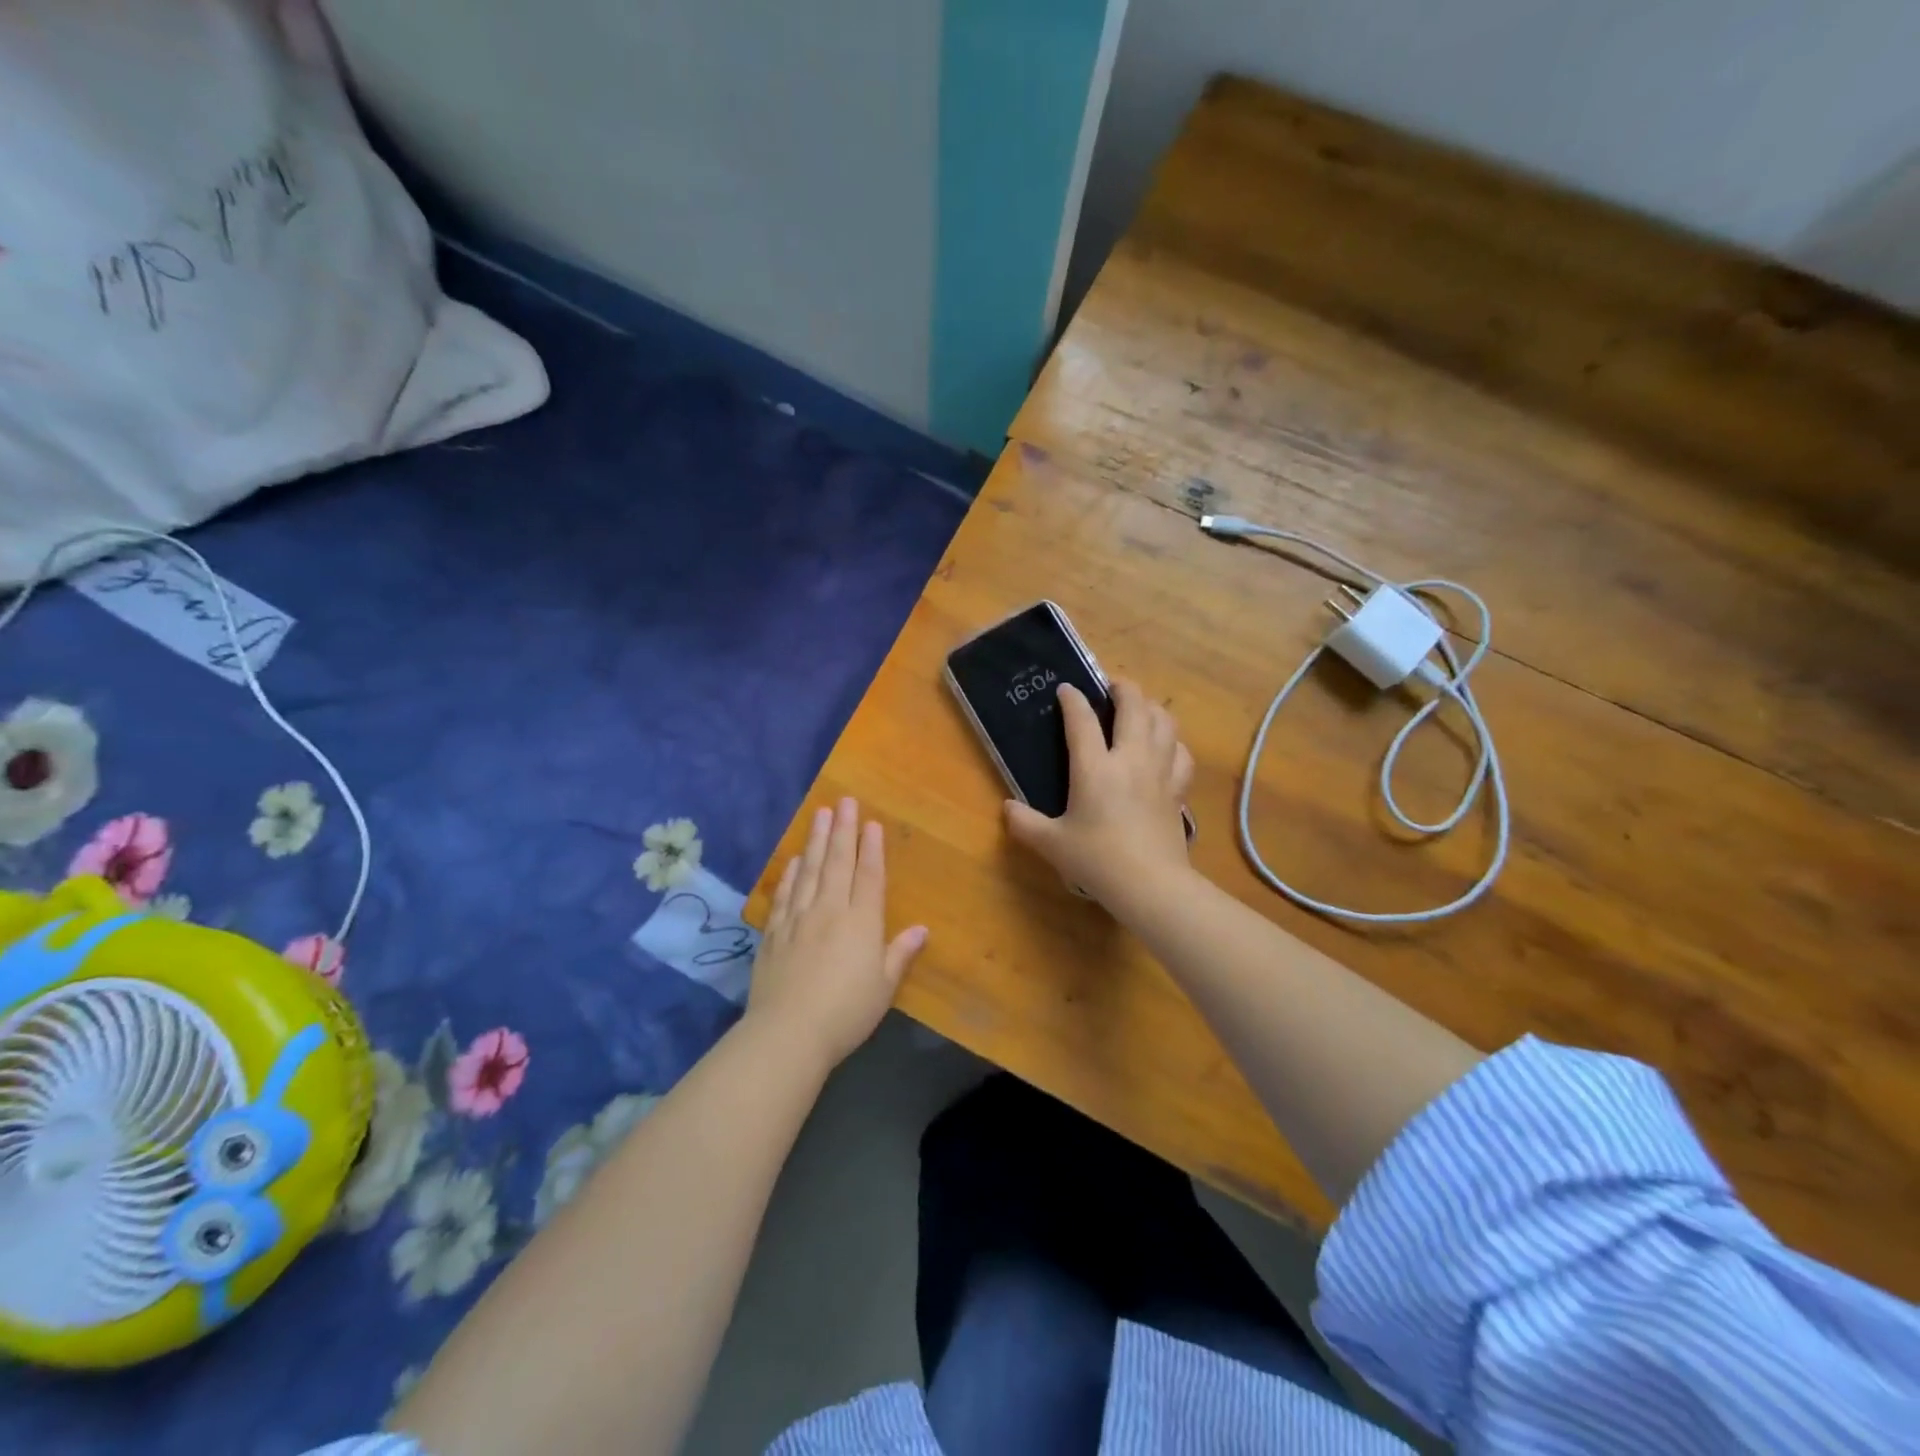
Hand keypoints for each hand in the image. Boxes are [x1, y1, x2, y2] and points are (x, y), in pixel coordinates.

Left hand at [748, 798, 927, 1071]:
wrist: (788, 1033)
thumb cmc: (846, 1012)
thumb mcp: (884, 987)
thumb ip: (901, 954)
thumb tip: (923, 929)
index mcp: (862, 922)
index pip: (869, 875)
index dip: (871, 848)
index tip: (871, 822)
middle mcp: (830, 910)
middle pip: (838, 862)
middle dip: (843, 829)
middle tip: (844, 801)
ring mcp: (798, 918)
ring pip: (809, 870)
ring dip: (816, 840)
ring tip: (820, 814)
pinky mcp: (774, 932)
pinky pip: (784, 894)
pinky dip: (790, 873)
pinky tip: (794, 859)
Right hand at [1004, 679, 1194, 910]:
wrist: (1151, 885)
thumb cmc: (1097, 861)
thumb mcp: (1051, 844)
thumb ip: (1024, 824)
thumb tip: (1007, 809)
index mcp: (1094, 768)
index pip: (1081, 720)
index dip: (1072, 699)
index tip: (1066, 689)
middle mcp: (1130, 759)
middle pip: (1134, 705)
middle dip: (1122, 687)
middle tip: (1111, 686)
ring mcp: (1160, 771)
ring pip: (1164, 721)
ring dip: (1151, 707)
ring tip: (1140, 708)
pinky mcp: (1178, 789)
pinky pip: (1181, 752)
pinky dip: (1173, 741)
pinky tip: (1166, 746)